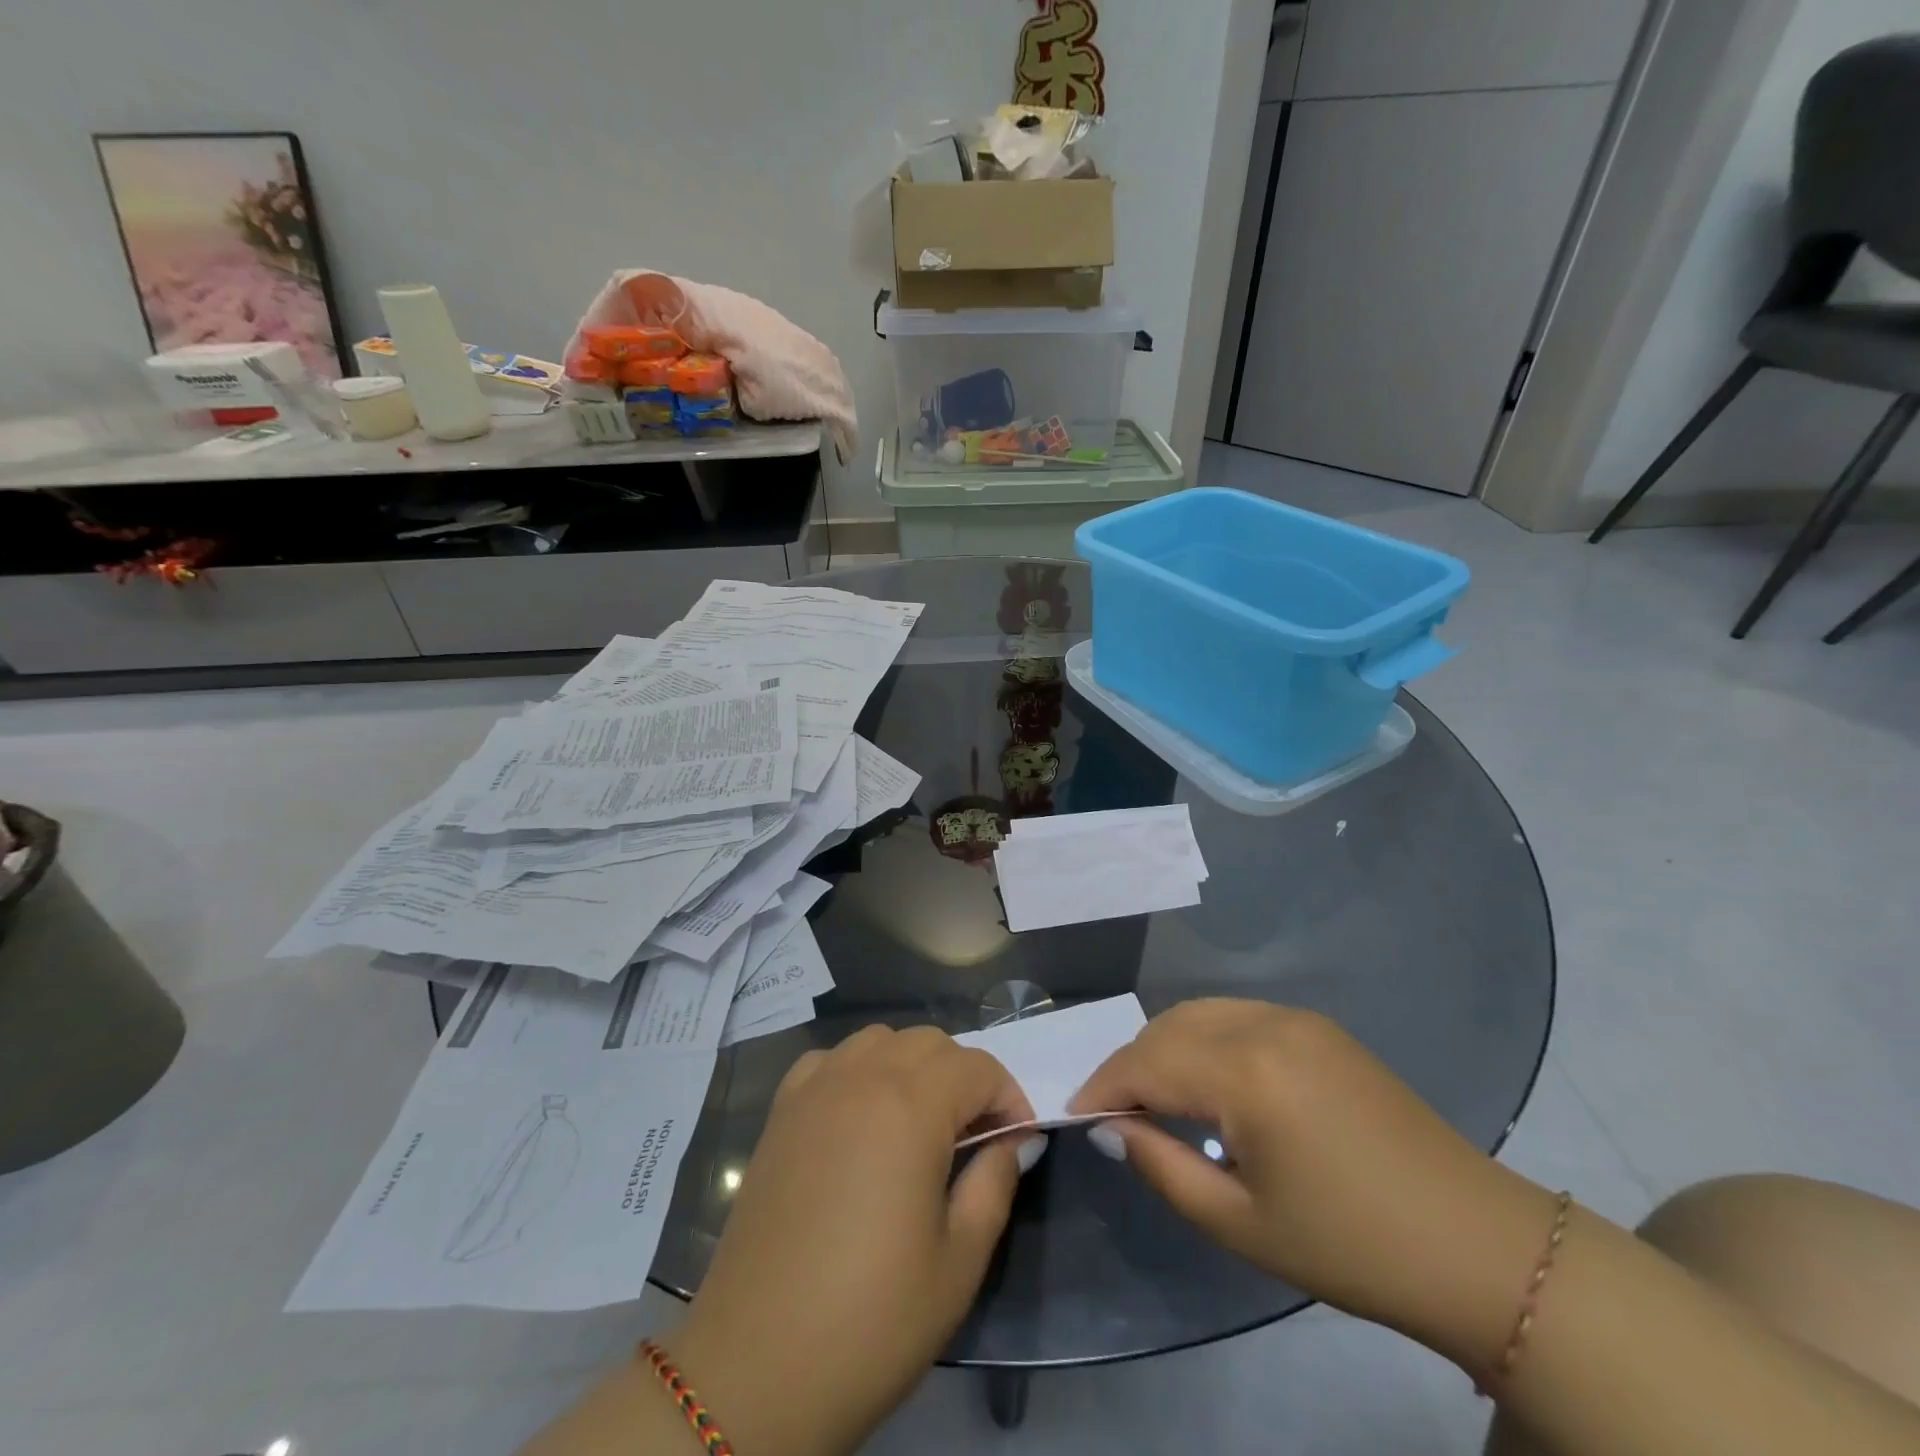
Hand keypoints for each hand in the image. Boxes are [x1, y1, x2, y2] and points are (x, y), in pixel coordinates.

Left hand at [670, 1026, 1039, 1455]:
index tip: (1016, 1140)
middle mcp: (862, 1077)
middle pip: (930, 1042)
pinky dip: (858, 1070)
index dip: (1008, 1097)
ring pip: (880, 1040)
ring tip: (919, 1123)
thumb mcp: (959, 1262)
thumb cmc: (871, 1318)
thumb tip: (1015, 1140)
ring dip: (912, 1065)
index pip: (978, 1067)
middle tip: (973, 1137)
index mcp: (911, 1106)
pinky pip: (832, 1059)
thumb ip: (994, 1183)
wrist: (757, 1365)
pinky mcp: (781, 1110)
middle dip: (965, 1077)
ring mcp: (815, 1088)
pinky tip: (860, 1117)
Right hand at [1069, 999, 1559, 1367]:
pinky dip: (1202, 1037)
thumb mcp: (1241, 1224)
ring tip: (1154, 1097)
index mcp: (1245, 1072)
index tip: (1076, 1114)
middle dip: (1130, 1064)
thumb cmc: (1351, 1247)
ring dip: (1164, 1046)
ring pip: (1199, 1012)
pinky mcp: (1318, 1027)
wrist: (1475, 1245)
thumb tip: (1112, 1127)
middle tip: (1114, 1113)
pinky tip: (1207, 1080)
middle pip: (1167, 1027)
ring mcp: (1296, 1018)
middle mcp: (1264, 1024)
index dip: (1104, 1086)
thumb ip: (1162, 1167)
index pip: (1146, 1063)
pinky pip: (1236, 1015)